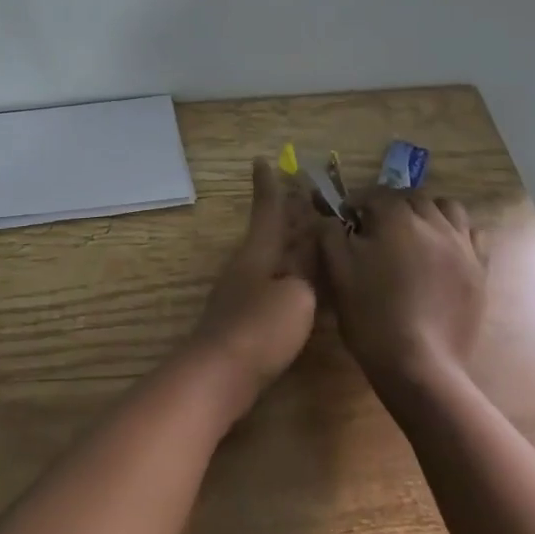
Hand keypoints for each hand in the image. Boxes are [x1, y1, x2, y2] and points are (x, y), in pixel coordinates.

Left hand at [187, 159, 318, 415]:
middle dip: (288, 212)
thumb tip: (311, 253)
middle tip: (304, 191)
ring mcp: (246, 291)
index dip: (269, 186)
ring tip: (313, 232)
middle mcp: (250, 264)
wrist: (221, 374)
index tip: (262, 159)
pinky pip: (276, 281)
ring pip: (275, 256)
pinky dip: (293, 272)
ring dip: (292, 242)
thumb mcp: (296, 295)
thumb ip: (307, 270)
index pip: (268, 210)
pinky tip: (307, 283)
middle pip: (273, 231)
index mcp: (259, 251)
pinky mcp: (249, 317)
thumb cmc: (261, 328)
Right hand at [319, 191, 489, 395]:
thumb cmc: (371, 314)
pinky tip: (442, 251)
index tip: (346, 217)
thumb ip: (330, 233)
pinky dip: (456, 233)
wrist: (419, 365)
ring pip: (448, 209)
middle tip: (376, 227)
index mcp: (397, 219)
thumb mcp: (337, 271)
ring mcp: (462, 247)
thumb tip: (333, 218)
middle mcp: (434, 224)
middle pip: (413, 197)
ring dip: (428, 212)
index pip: (376, 194)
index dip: (358, 202)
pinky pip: (473, 235)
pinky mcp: (479, 271)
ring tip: (414, 233)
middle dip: (392, 204)